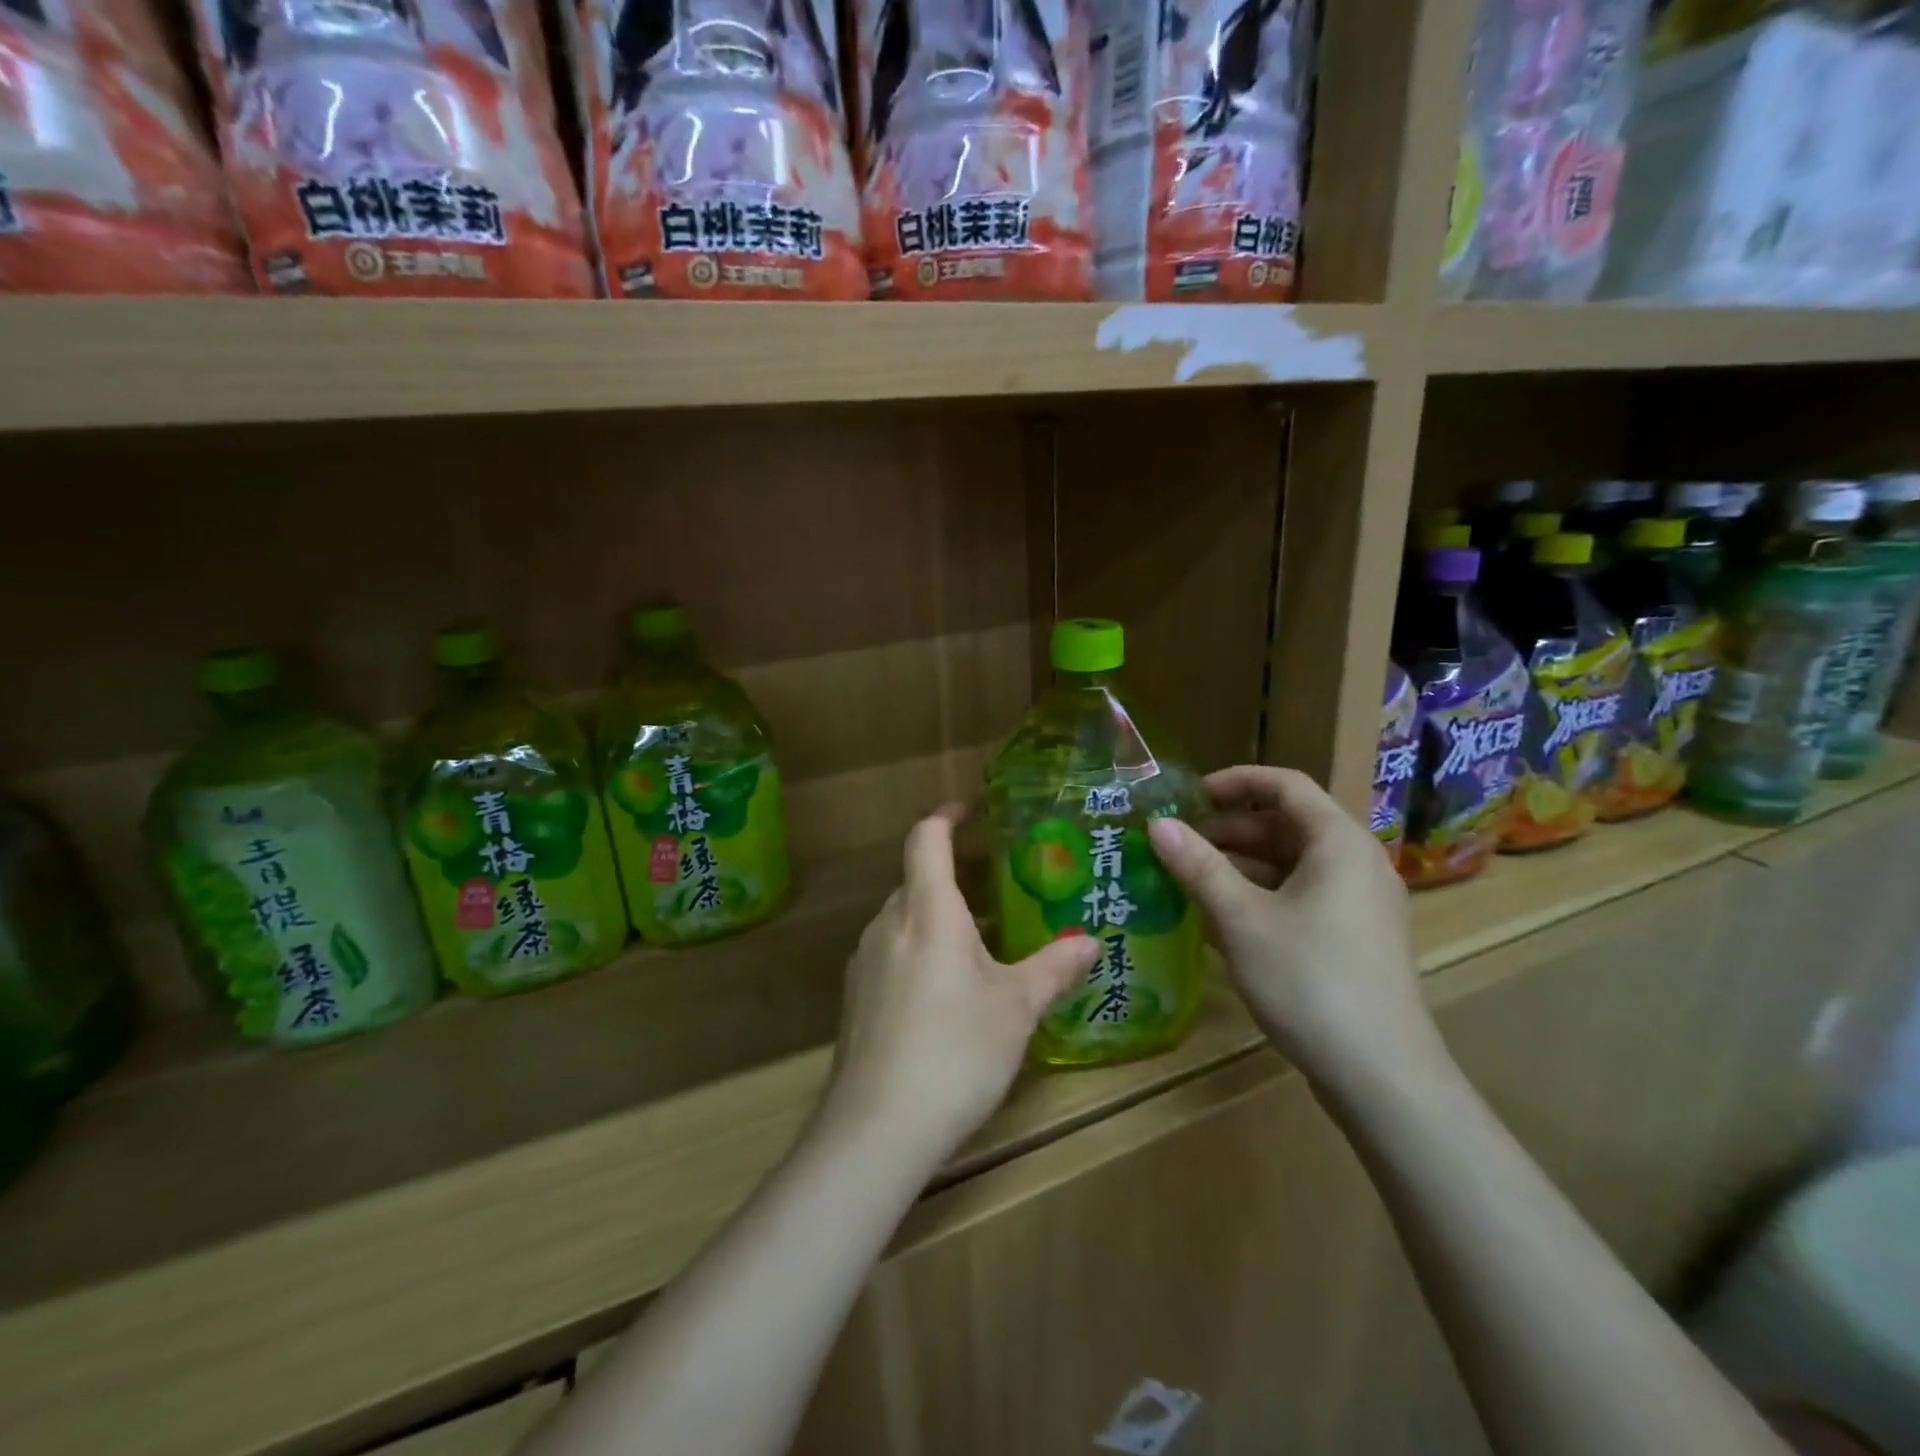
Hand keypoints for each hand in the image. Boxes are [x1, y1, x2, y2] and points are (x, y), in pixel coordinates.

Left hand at [825, 805, 1101, 1163]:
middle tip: (997, 891)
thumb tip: (1090, 941)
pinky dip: (919, 953)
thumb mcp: (1016, 1008)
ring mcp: (864, 962)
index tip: (971, 809)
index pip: (926, 838)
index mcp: (928, 911)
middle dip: (953, 876)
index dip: (947, 815)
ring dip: (937, 919)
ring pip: (904, 920)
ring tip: (980, 944)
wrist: (877, 1127)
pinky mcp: (855, 999)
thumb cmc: (956, 1050)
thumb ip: (1053, 968)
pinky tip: (946, 995)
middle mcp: (888, 925)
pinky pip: (891, 955)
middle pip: (916, 879)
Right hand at [1146, 766, 1444, 1096]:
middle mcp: (1356, 862)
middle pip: (1286, 825)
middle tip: (1178, 846)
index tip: (1188, 796)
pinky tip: (1221, 921)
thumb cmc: (1310, 982)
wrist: (1382, 1078)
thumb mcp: (1242, 919)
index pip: (1284, 784)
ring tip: (1188, 882)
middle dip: (1229, 830)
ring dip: (1240, 866)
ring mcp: (1360, 902)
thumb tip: (1157, 824)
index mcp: (1338, 842)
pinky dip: (1261, 896)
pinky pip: (1302, 896)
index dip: (1234, 781)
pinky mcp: (1356, 937)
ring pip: (1291, 864)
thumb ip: (1198, 866)